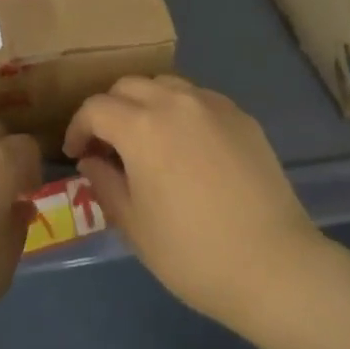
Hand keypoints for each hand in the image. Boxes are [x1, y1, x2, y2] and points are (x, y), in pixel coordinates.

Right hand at [64, 75, 322, 328]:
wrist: (272, 264)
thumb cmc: (191, 253)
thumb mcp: (134, 225)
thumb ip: (105, 183)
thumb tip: (92, 160)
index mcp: (142, 126)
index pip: (96, 108)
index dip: (79, 127)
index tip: (77, 154)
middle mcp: (176, 102)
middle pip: (129, 85)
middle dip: (110, 110)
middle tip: (108, 145)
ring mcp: (214, 105)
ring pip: (166, 84)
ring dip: (146, 103)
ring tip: (148, 139)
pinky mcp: (242, 116)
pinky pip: (200, 99)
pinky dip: (181, 111)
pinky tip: (188, 146)